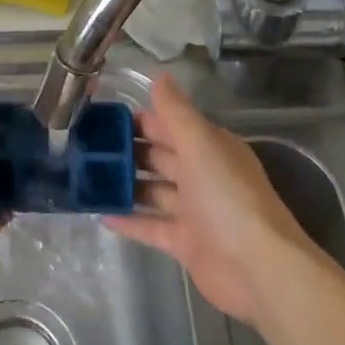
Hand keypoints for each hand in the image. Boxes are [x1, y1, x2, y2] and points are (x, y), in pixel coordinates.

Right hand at [105, 73, 319, 324]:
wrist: (259, 269)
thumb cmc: (228, 198)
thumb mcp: (201, 145)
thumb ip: (176, 112)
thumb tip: (159, 75)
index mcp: (209, 148)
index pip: (169, 125)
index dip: (138, 120)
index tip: (101, 117)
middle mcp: (202, 176)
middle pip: (159, 157)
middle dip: (127, 151)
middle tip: (85, 147)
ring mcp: (193, 212)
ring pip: (152, 191)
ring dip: (125, 185)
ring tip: (86, 178)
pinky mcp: (185, 244)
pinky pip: (151, 227)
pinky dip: (129, 221)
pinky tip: (101, 215)